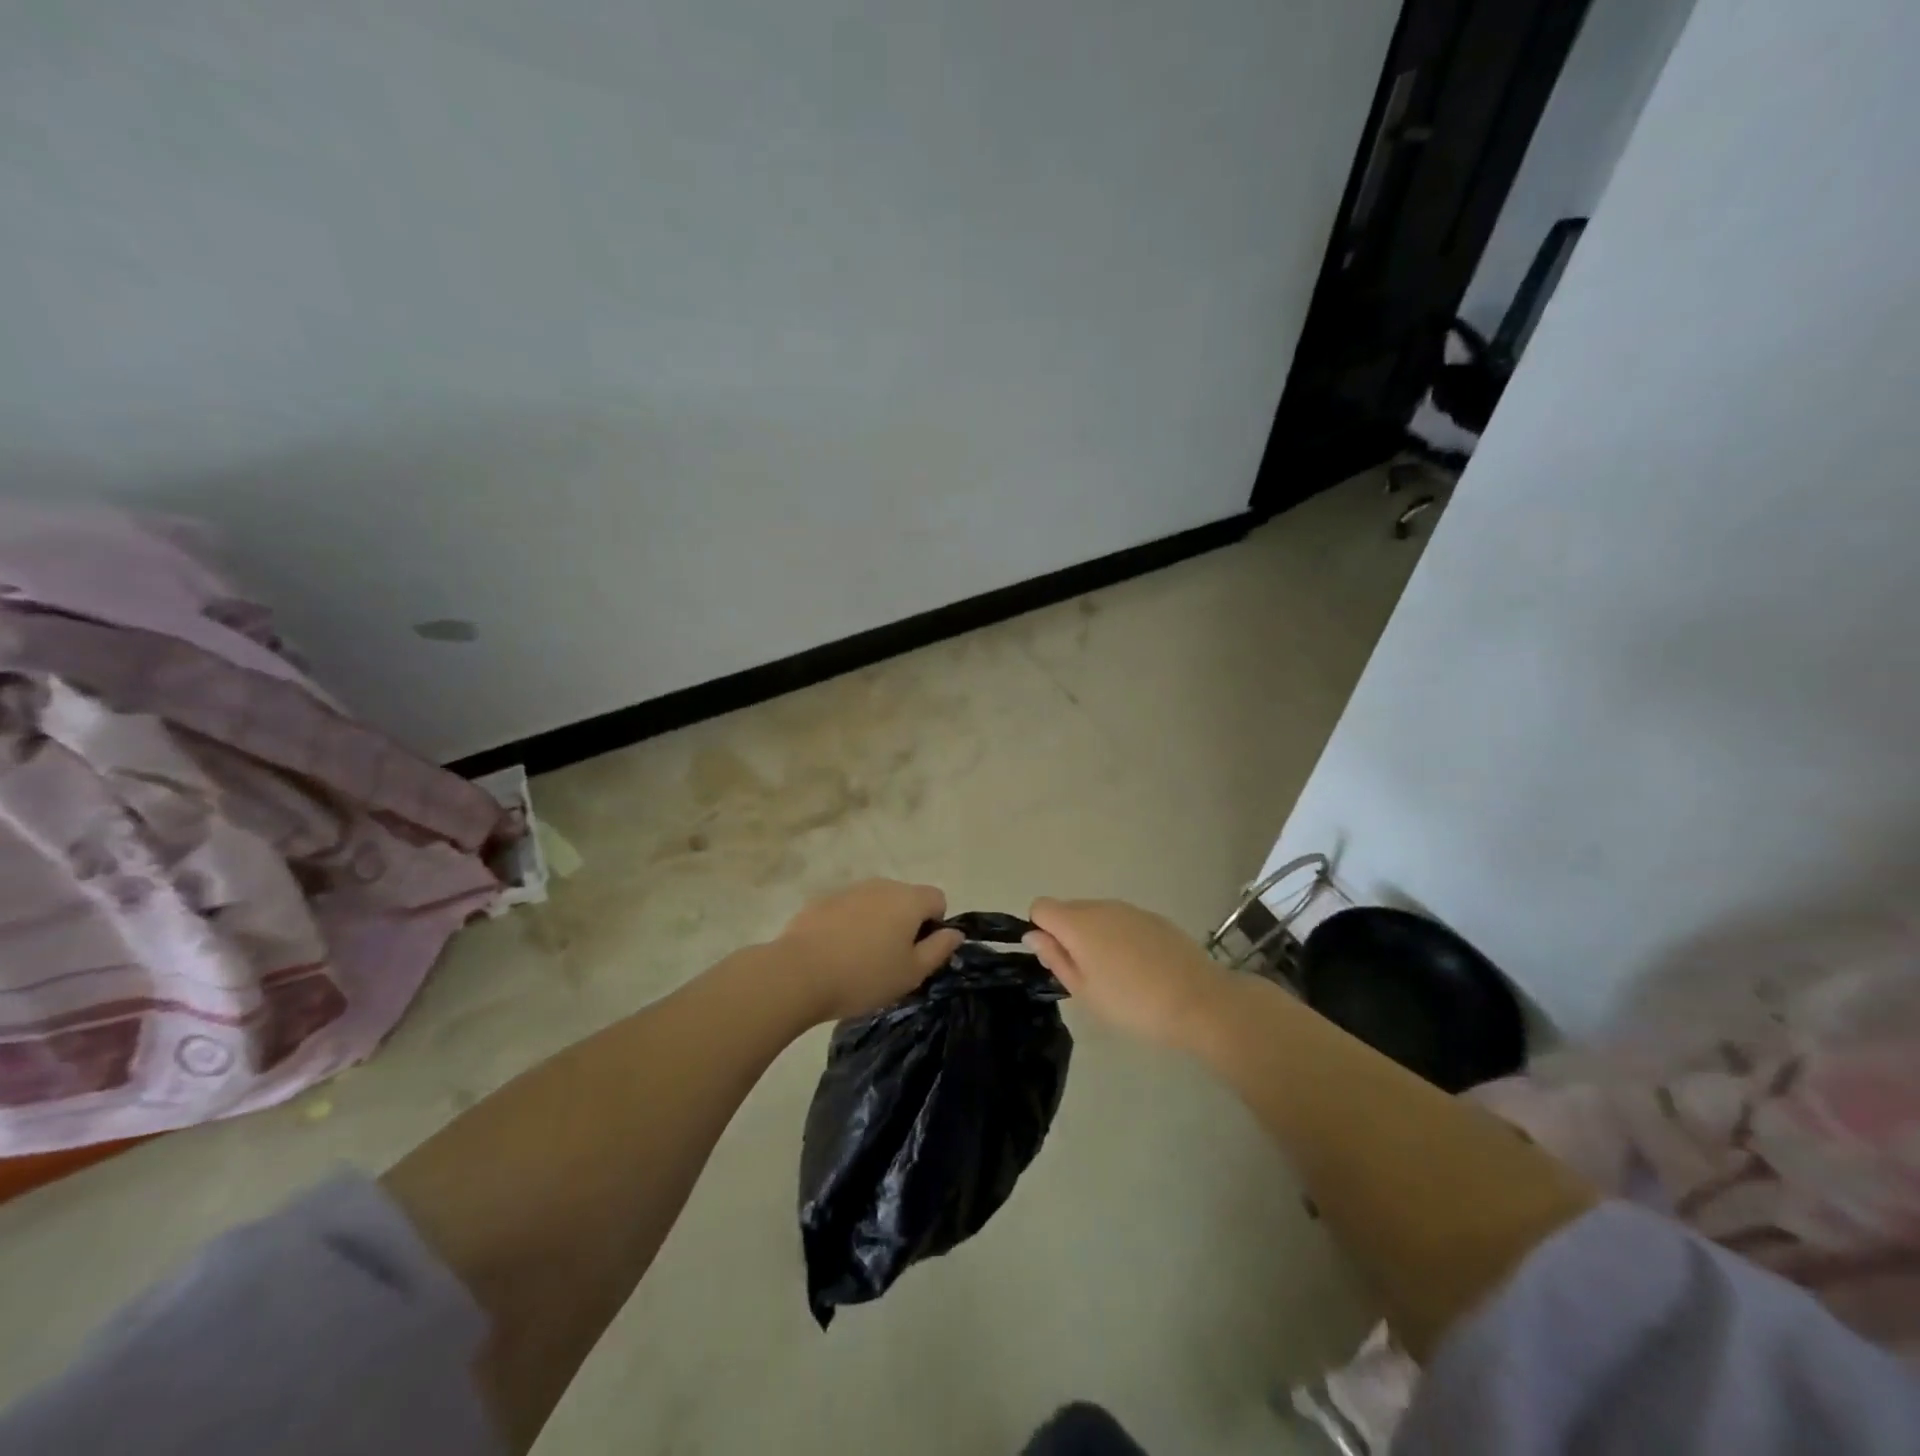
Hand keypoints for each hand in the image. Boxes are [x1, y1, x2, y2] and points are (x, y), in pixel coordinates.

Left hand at [776, 880, 964, 1023]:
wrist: (798, 973)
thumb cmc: (864, 976)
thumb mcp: (912, 973)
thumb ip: (939, 949)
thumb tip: (955, 932)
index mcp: (908, 900)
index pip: (937, 899)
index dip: (934, 925)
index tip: (918, 953)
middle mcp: (881, 885)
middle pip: (905, 899)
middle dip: (905, 924)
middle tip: (891, 961)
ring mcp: (849, 890)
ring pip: (875, 903)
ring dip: (876, 923)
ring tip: (860, 960)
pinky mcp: (821, 901)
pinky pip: (848, 909)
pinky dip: (849, 925)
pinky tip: (835, 954)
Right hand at [1024, 897, 1235, 1049]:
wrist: (1199, 1002)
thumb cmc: (1132, 1004)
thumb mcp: (1084, 991)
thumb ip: (1055, 958)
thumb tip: (1033, 935)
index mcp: (1078, 923)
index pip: (1041, 907)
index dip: (1042, 931)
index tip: (1058, 960)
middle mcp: (1101, 906)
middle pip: (1069, 909)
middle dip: (1068, 935)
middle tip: (1087, 975)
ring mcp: (1131, 909)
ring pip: (1097, 915)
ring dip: (1096, 937)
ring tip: (1116, 975)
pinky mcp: (1154, 918)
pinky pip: (1123, 921)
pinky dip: (1121, 938)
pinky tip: (1141, 968)